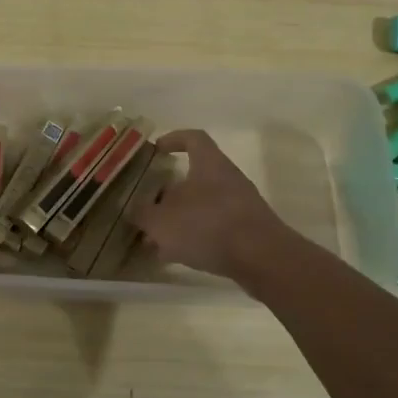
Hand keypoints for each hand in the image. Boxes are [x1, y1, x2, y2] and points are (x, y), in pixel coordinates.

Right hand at [129, 129, 291, 282]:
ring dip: (178, 220)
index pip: (193, 138)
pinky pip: (213, 228)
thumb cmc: (208, 227)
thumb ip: (143, 214)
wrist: (262, 259)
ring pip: (201, 206)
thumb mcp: (162, 221)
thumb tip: (135, 210)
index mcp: (209, 164)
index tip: (157, 149)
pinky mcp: (246, 231)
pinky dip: (193, 238)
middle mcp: (227, 179)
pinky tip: (176, 256)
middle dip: (167, 194)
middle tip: (147, 208)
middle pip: (193, 178)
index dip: (174, 139)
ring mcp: (239, 205)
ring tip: (155, 241)